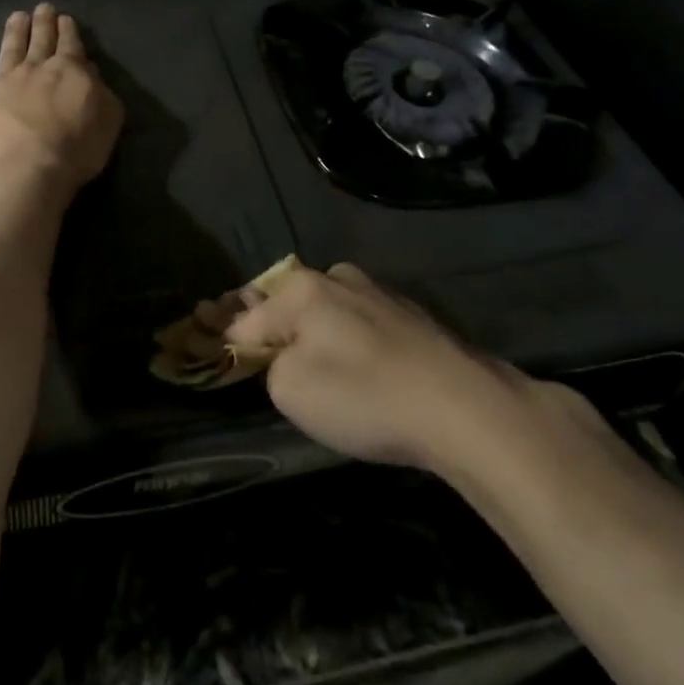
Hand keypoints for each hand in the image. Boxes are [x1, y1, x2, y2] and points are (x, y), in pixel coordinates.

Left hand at [0, 3, 122, 198]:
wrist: (27, 173)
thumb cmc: (76, 151)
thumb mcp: (108, 121)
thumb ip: (102, 93)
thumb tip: (90, 72)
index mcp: (70, 71)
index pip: (71, 45)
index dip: (69, 31)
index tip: (65, 19)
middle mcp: (37, 69)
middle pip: (41, 40)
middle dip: (44, 22)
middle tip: (43, 8)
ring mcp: (5, 81)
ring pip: (11, 48)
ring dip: (15, 30)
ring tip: (17, 16)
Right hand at [225, 262, 521, 469]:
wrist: (462, 407)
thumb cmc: (364, 396)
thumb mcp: (291, 390)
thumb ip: (270, 364)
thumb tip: (283, 354)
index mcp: (304, 288)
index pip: (249, 316)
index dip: (231, 339)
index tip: (221, 356)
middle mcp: (339, 277)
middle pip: (291, 304)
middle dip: (277, 329)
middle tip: (272, 365)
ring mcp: (381, 292)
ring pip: (330, 311)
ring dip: (319, 334)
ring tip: (320, 369)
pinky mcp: (413, 314)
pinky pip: (363, 325)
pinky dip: (354, 343)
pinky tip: (364, 371)